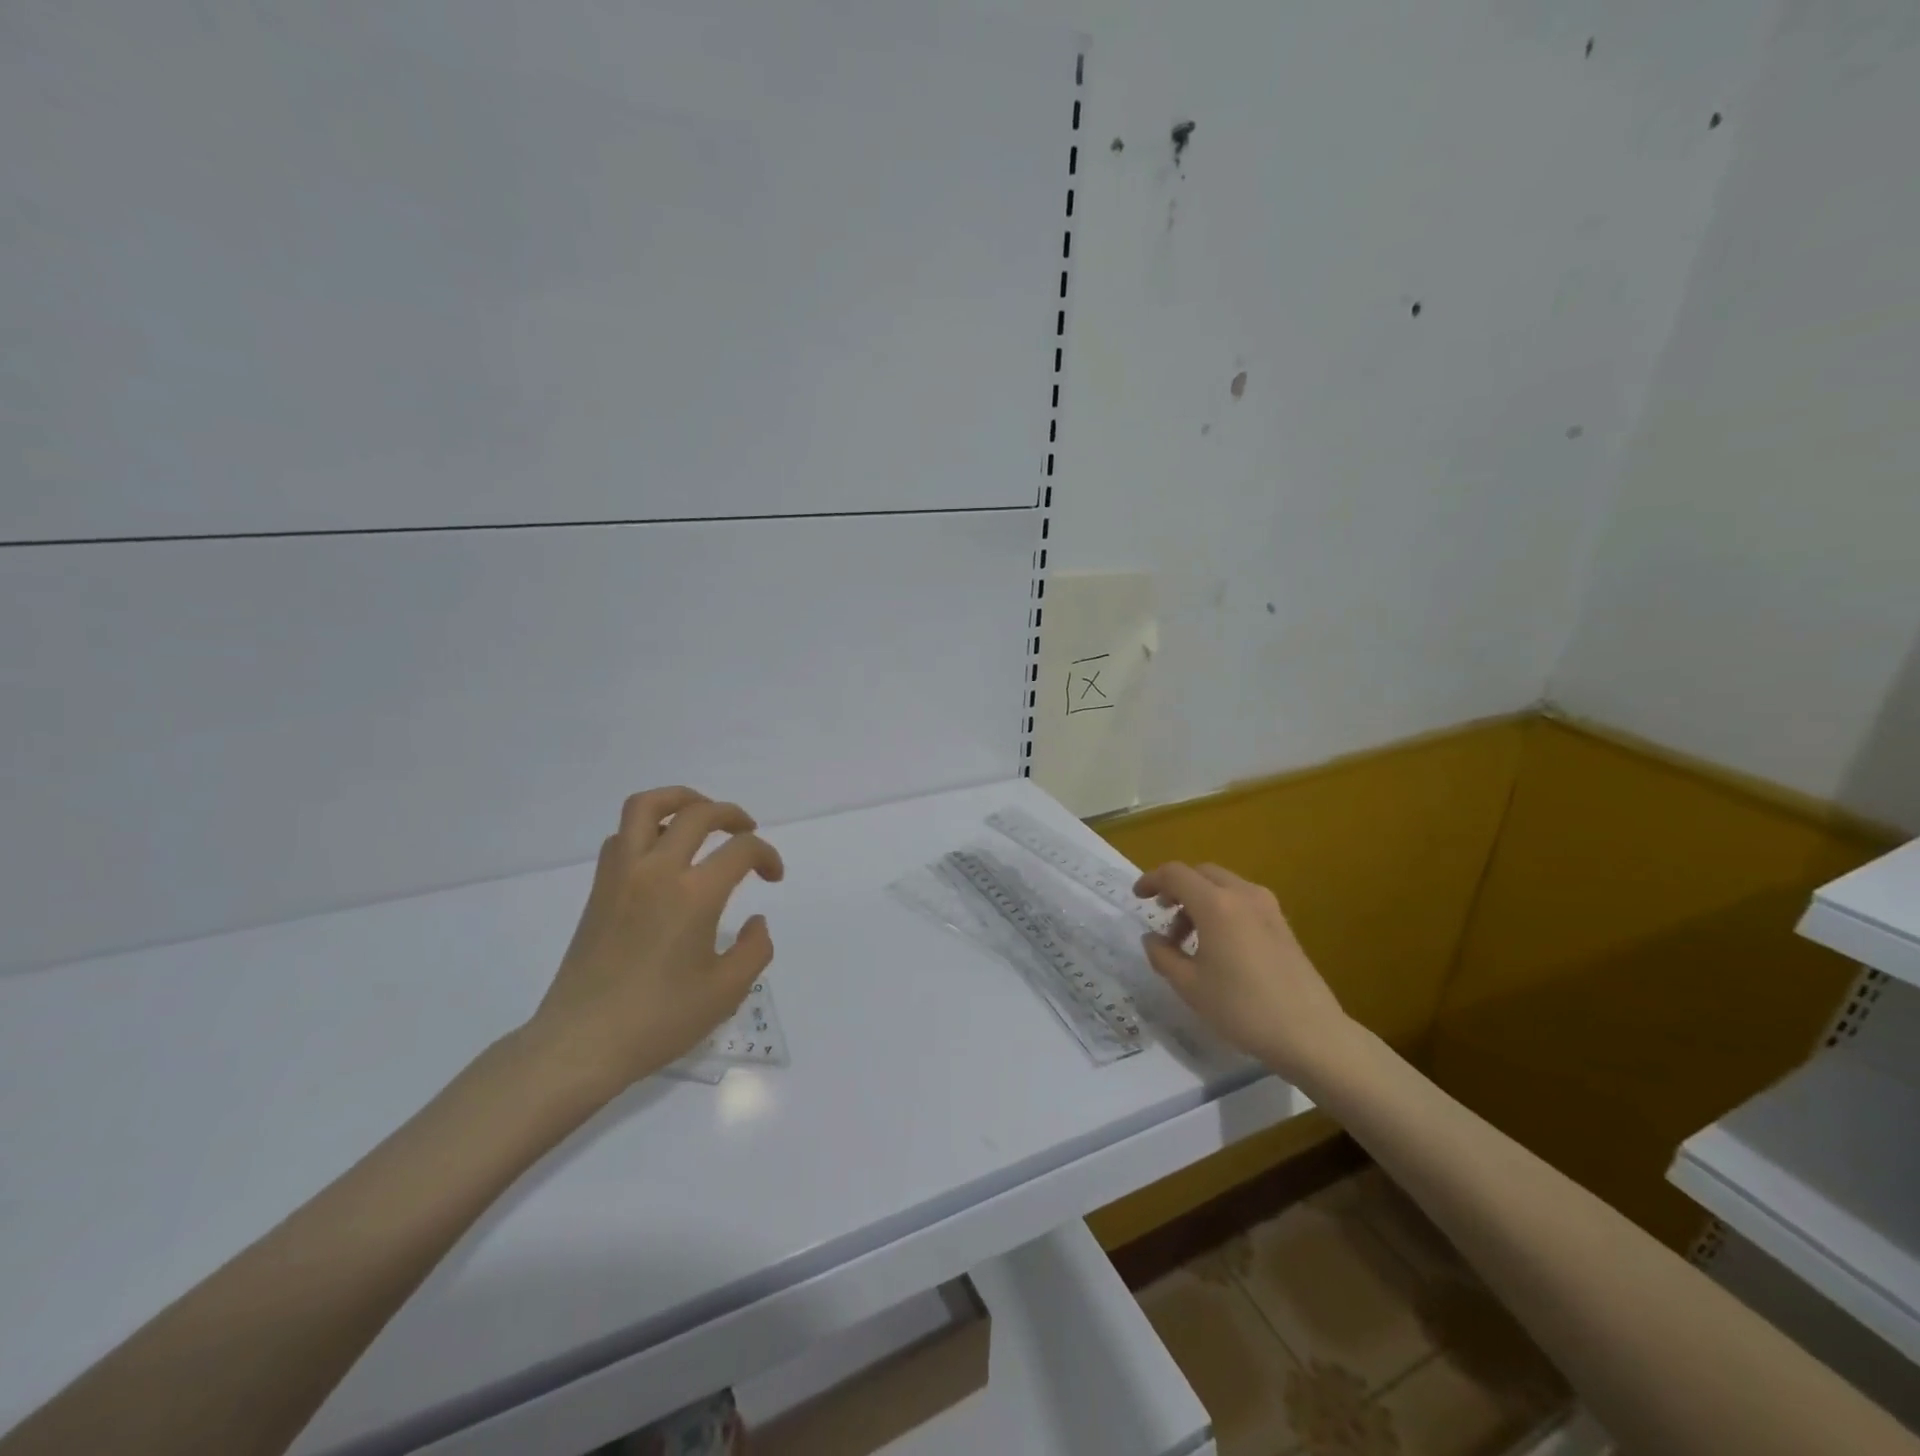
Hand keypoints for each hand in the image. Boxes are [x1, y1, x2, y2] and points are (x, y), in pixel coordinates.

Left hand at [526, 787, 785, 1090]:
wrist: (581, 1044)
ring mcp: (621, 875)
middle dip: (731, 814)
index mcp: (694, 894)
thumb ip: (755, 949)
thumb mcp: (726, 992)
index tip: (773, 877)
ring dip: (681, 800)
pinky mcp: (599, 889)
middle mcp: (657, 870)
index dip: (767, 856)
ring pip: (647, 806)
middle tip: (747, 832)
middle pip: (698, 813)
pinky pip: (622, 835)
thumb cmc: (659, 1020)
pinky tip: (661, 853)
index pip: (741, 849)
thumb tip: (755, 921)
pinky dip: (647, 829)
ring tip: (700, 815)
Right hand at [1133, 861, 1354, 1083]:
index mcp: (1216, 904)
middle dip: (1177, 888)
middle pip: (1201, 873)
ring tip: (1189, 939)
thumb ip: (1163, 955)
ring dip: (1199, 900)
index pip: (1175, 874)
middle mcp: (1242, 894)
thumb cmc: (1242, 1009)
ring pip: (1223, 885)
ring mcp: (1267, 907)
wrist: (1310, 1033)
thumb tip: (1151, 938)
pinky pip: (1242, 900)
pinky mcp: (1282, 923)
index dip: (1151, 880)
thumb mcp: (1189, 986)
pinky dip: (1221, 908)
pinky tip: (1218, 945)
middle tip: (1163, 916)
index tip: (1137, 898)